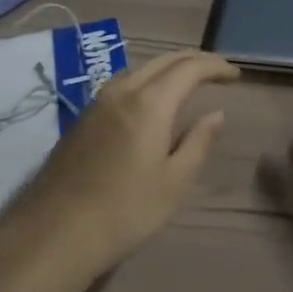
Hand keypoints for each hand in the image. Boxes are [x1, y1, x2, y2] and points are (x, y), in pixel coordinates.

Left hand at [0, 49, 239, 289]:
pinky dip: (146, 82)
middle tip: (217, 72)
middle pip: (162, 61)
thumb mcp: (174, 183)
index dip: (214, 66)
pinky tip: (151, 103)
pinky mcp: (82, 118)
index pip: (188, 68)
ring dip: (167, 70)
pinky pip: (121, 85)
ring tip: (188, 84)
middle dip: (193, 60)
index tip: (235, 75)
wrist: (57, 231)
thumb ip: (198, 143)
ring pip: (139, 70)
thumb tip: (216, 114)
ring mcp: (96, 103)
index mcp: (149, 103)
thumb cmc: (126, 211)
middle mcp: (121, 91)